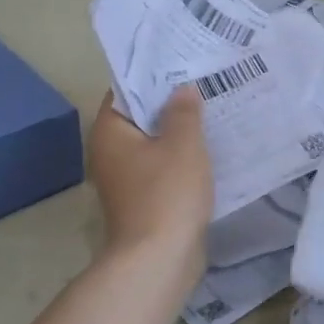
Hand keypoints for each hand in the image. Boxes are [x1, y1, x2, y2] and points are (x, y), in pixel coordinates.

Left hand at [88, 88, 213, 265]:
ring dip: (180, 133)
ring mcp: (126, 180)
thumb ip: (183, 111)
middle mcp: (110, 153)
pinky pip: (164, 168)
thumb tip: (182, 89)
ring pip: (155, 145)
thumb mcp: (182, 143)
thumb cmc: (166, 193)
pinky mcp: (144, 200)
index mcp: (110, 133)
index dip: (153, 76)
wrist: (159, 259)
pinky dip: (182, 159)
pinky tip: (211, 150)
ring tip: (213, 112)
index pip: (126, 91)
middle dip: (171, 104)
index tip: (182, 64)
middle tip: (204, 84)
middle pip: (141, 118)